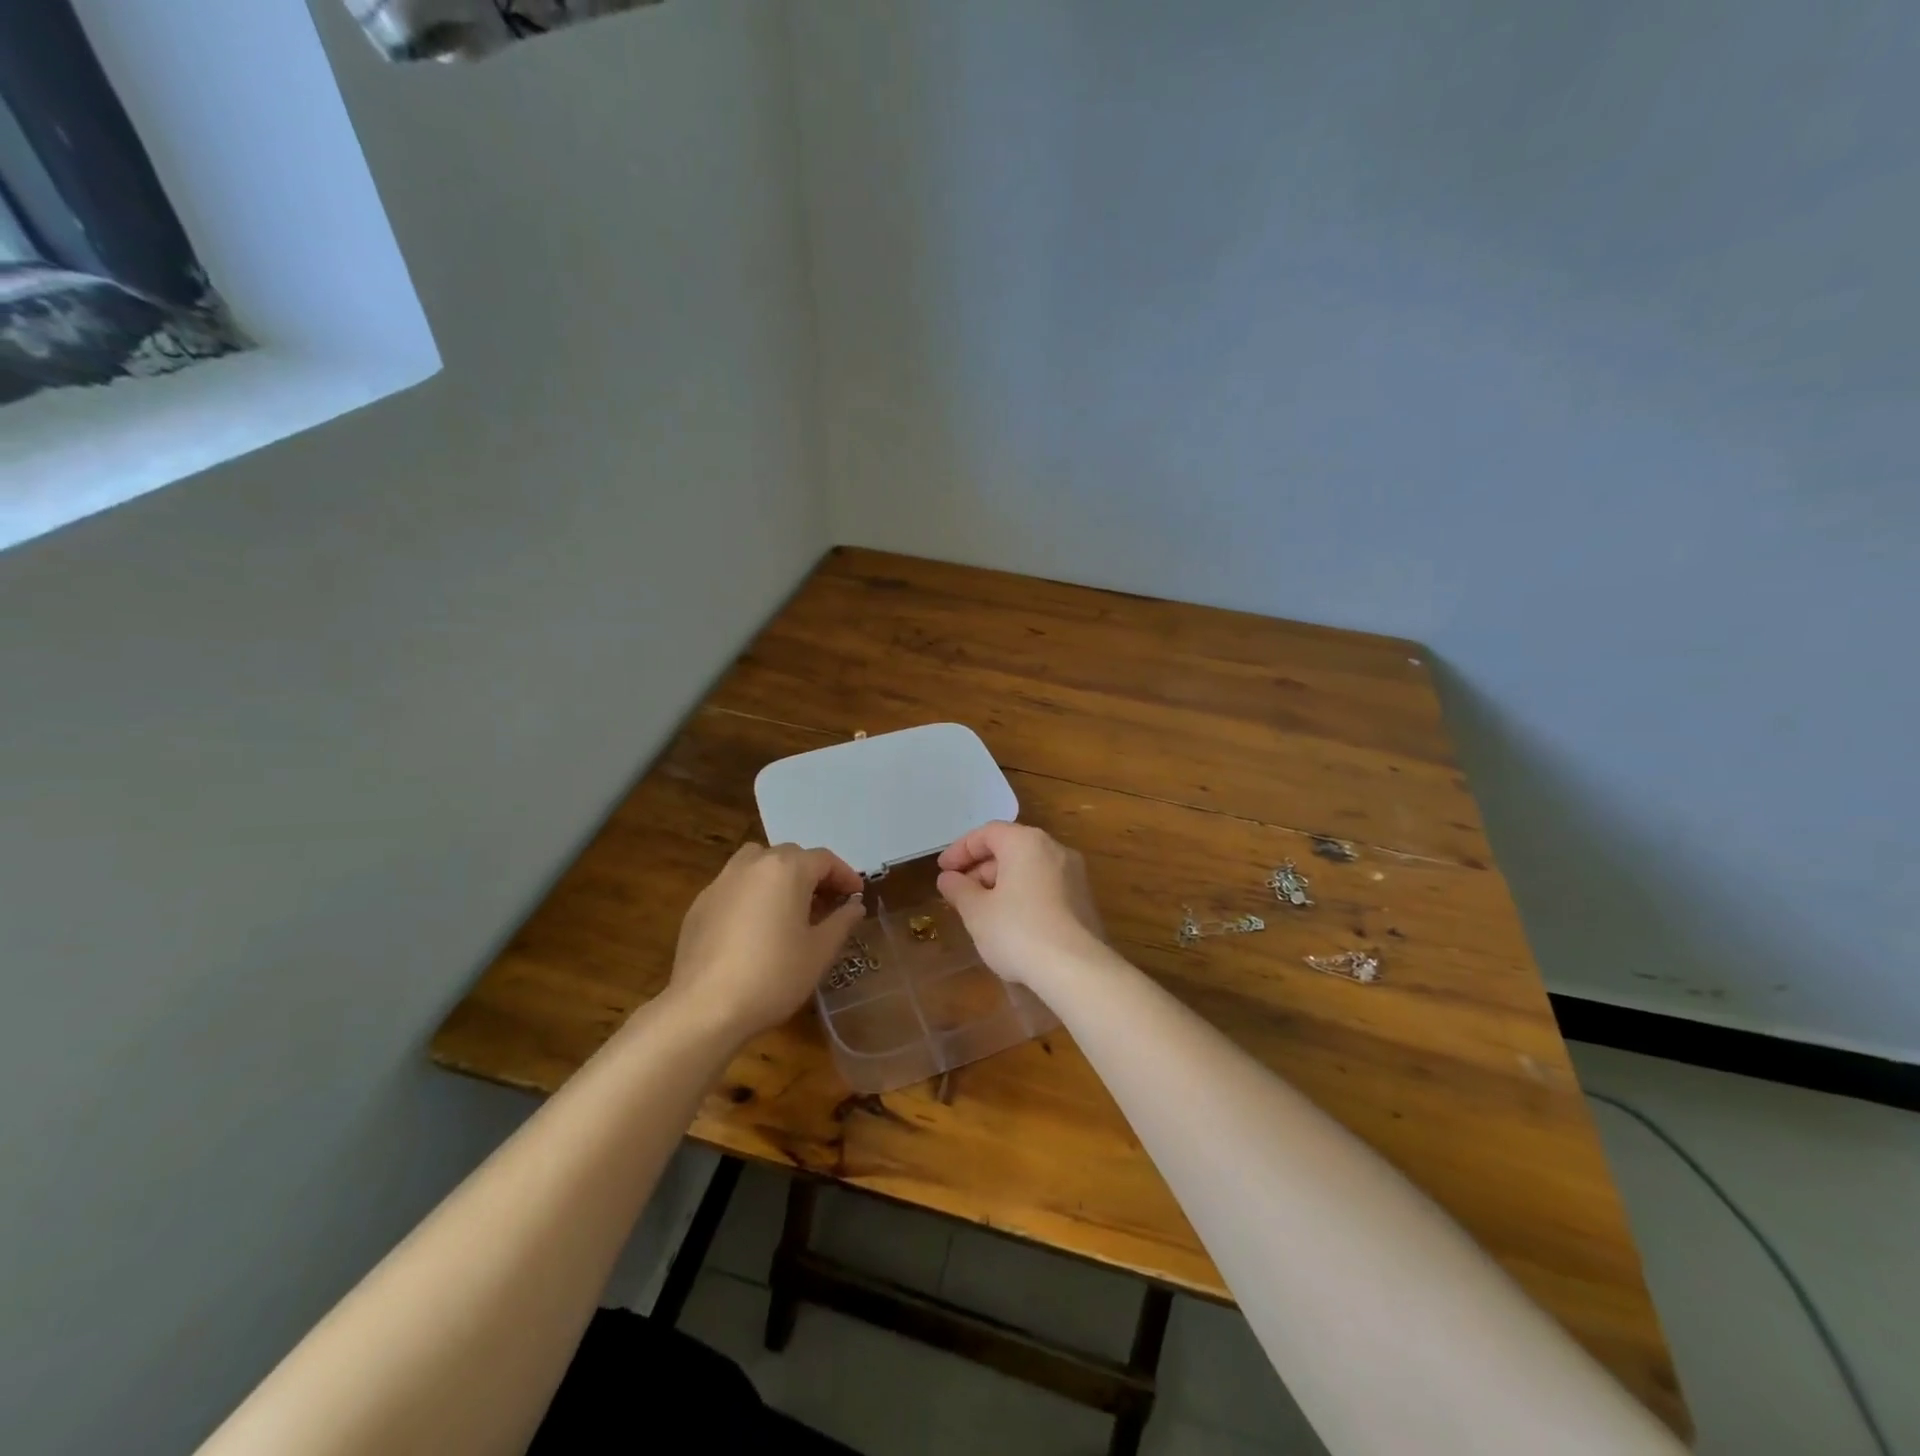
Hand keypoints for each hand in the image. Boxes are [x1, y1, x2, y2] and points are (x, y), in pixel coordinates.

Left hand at [666, 843, 865, 1043]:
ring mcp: (721, 882)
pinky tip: (755, 929)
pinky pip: (735, 887)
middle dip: (813, 875)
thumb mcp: (820, 951)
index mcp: (786, 869)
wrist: (704, 1008)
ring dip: (779, 878)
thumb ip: (842, 921)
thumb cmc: (773, 975)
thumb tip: (854, 905)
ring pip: (758, 865)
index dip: (845, 876)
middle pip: (791, 857)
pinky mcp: (700, 904)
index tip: (857, 896)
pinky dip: (752, 895)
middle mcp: (753, 864)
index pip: (824, 860)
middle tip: (828, 904)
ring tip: (789, 909)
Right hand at [936, 822, 1104, 988]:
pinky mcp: (1084, 900)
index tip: (942, 871)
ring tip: (982, 911)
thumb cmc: (1017, 931)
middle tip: (959, 893)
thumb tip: (948, 878)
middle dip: (980, 868)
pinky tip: (1011, 923)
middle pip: (1010, 848)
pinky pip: (1046, 886)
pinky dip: (1023, 895)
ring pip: (1029, 868)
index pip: (987, 833)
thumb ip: (959, 889)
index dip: (960, 850)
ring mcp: (1074, 874)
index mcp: (1026, 842)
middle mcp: (1054, 849)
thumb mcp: (977, 912)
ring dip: (1001, 883)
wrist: (1076, 969)